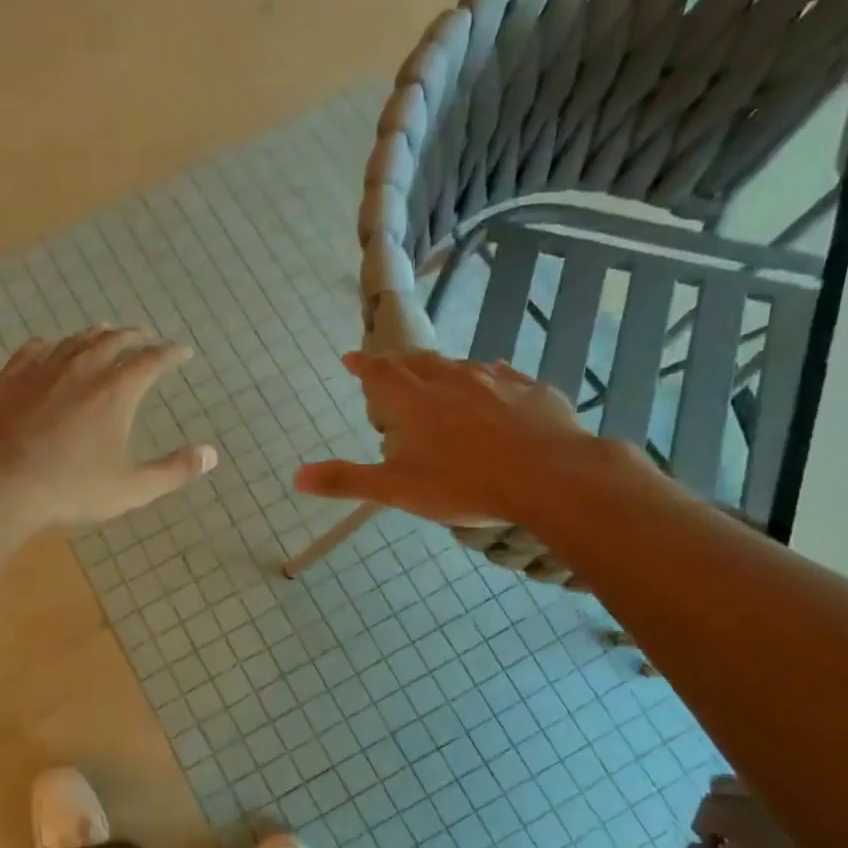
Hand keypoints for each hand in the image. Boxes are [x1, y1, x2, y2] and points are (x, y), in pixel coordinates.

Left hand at [0, 327, 217, 526]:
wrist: (0, 482)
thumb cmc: (72, 487)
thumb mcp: (132, 487)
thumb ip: (174, 471)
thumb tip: (210, 455)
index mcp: (116, 391)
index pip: (151, 361)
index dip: (170, 354)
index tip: (182, 352)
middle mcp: (82, 369)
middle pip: (113, 341)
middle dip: (133, 337)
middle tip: (144, 336)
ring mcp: (42, 370)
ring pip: (74, 341)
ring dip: (94, 335)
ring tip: (104, 332)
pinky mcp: (9, 378)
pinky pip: (33, 350)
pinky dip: (50, 345)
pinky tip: (48, 347)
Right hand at [295, 352, 643, 526]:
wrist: (551, 477)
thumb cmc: (464, 483)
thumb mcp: (397, 489)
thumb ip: (347, 480)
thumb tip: (296, 477)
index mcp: (412, 400)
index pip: (378, 371)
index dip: (362, 365)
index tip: (350, 358)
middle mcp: (449, 380)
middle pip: (416, 362)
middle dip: (398, 365)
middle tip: (389, 370)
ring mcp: (493, 381)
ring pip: (458, 366)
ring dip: (440, 370)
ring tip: (435, 378)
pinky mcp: (529, 390)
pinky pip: (501, 375)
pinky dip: (487, 377)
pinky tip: (494, 381)